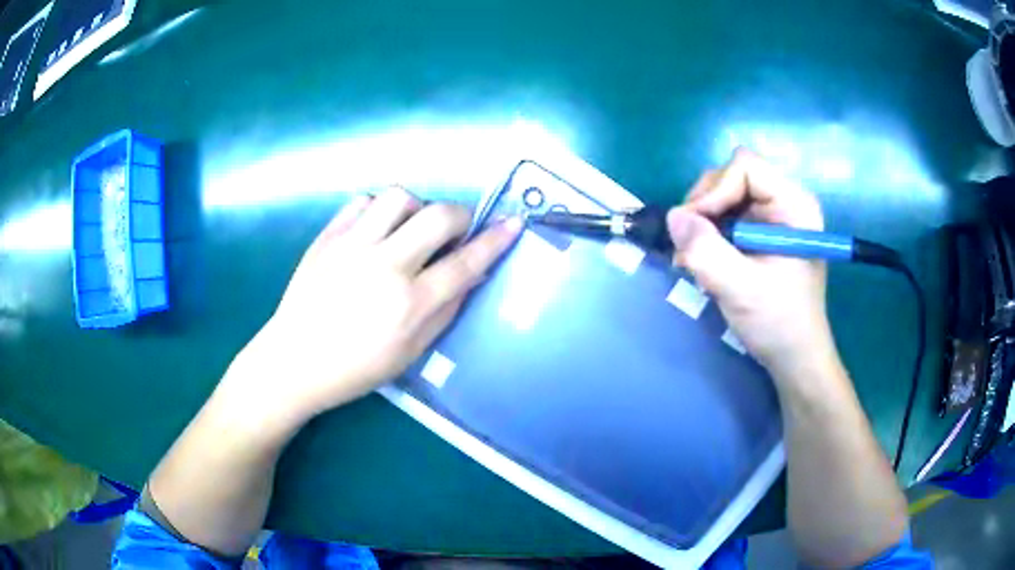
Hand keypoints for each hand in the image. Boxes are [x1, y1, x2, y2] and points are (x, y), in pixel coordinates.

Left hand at [228, 187, 521, 423]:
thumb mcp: (411, 352)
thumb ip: (446, 310)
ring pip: (399, 197)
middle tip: (457, 230)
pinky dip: (379, 210)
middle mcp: (384, 266)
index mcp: (409, 304)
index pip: (465, 262)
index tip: (513, 223)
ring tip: (411, 229)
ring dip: (417, 208)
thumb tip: (471, 274)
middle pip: (438, 216)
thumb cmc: (356, 369)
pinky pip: (362, 202)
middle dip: (460, 216)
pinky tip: (377, 230)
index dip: (494, 240)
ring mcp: (351, 246)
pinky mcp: (327, 236)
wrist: (295, 361)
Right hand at [666, 149, 834, 379]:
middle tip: (689, 246)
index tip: (696, 228)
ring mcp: (772, 217)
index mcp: (794, 206)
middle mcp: (784, 202)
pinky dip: (708, 235)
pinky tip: (704, 262)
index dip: (715, 190)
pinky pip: (725, 216)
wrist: (794, 357)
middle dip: (705, 207)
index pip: (746, 167)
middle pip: (731, 177)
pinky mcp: (760, 233)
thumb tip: (673, 217)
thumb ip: (706, 251)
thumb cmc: (779, 323)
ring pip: (723, 195)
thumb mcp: (741, 289)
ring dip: (702, 223)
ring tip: (694, 260)